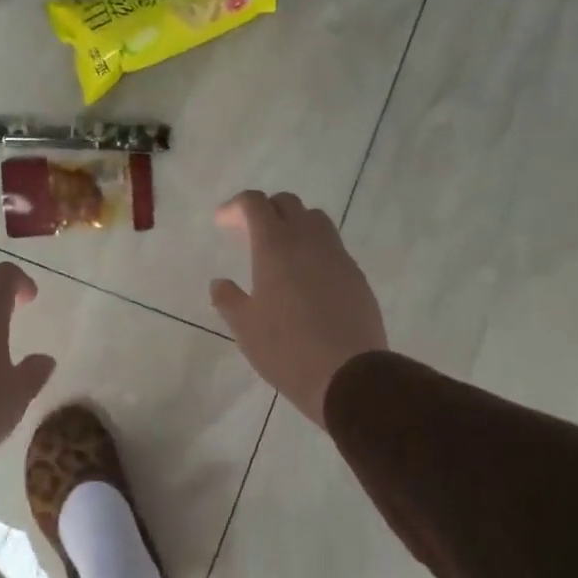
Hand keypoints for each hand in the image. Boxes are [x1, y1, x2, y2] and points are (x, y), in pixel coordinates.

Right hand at [210, 191, 387, 426]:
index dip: (236, 206)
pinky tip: (307, 279)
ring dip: (294, 224)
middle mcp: (308, 240)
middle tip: (249, 234)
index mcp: (275, 246)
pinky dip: (314, 249)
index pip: (254, 203)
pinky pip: (332, 247)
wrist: (349, 375)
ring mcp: (337, 256)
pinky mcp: (356, 275)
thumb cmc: (286, 349)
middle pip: (287, 203)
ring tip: (281, 251)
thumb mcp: (245, 327)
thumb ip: (228, 299)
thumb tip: (220, 283)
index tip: (223, 222)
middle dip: (265, 210)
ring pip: (315, 219)